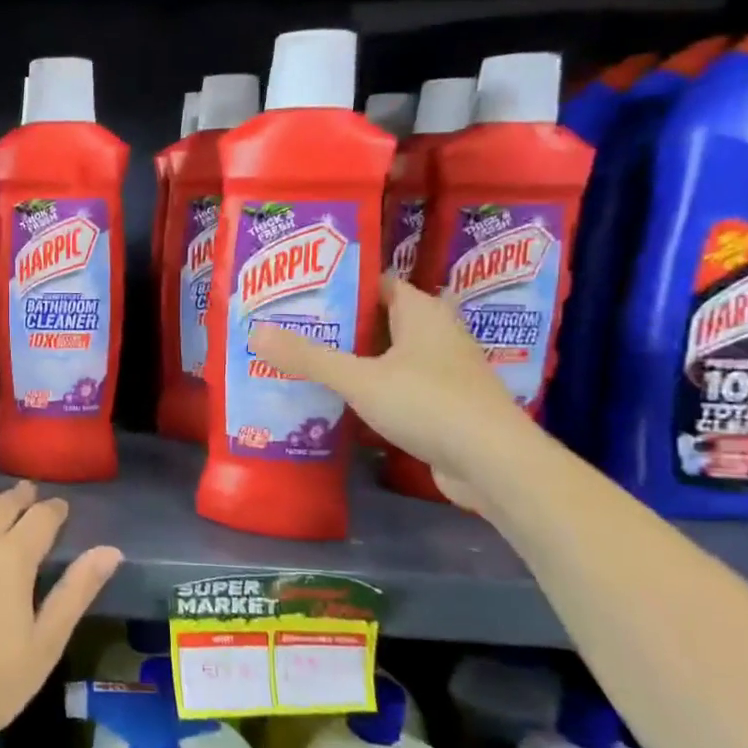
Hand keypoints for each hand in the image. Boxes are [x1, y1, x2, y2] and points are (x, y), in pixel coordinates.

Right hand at [248, 276, 541, 510]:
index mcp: (422, 313)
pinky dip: (369, 389)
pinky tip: (338, 401)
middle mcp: (436, 334)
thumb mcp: (359, 379)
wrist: (493, 464)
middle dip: (339, 325)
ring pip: (388, 356)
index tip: (300, 293)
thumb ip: (308, 357)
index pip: (377, 283)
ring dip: (353, 360)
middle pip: (380, 320)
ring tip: (305, 362)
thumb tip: (255, 333)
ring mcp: (443, 371)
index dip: (340, 285)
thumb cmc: (428, 404)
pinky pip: (397, 386)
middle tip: (291, 328)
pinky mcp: (443, 405)